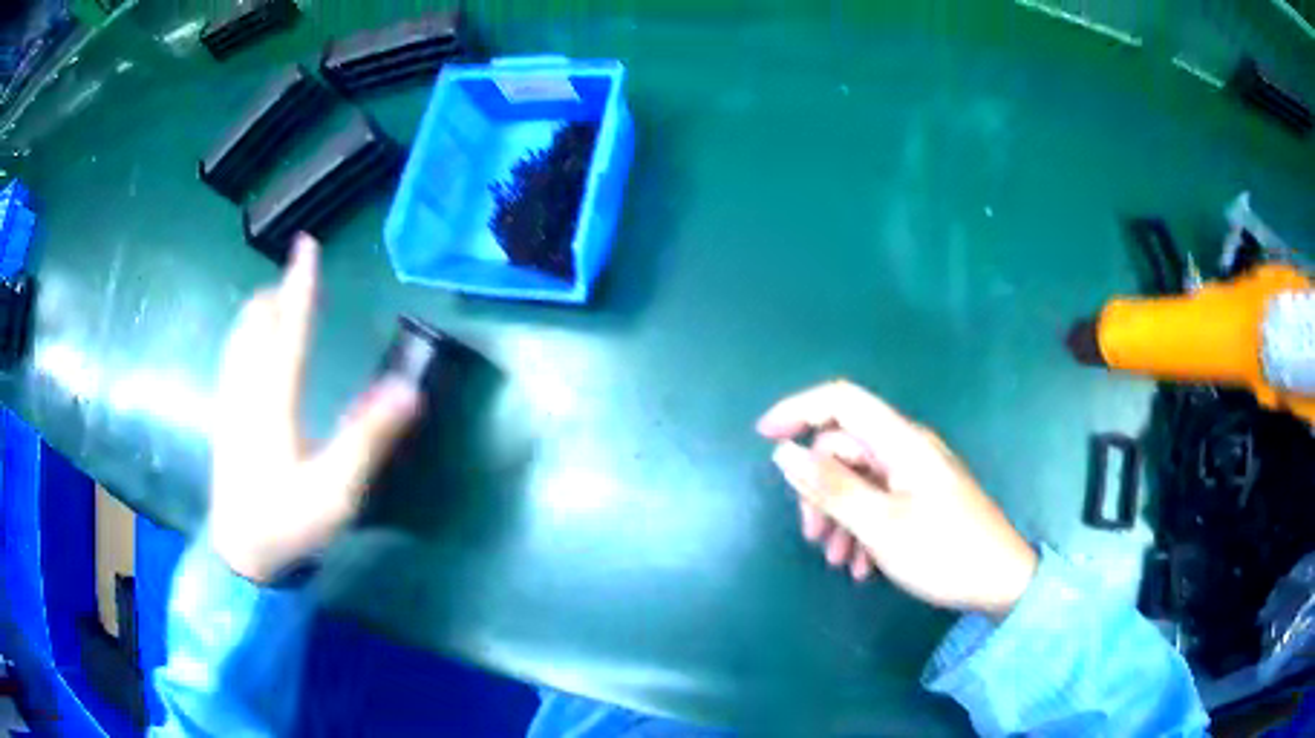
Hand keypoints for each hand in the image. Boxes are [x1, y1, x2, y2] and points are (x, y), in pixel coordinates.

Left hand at [209, 235, 420, 582]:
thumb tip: (409, 390)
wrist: (241, 556)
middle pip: (256, 326)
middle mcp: (247, 392)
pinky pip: (233, 358)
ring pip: (240, 340)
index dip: (300, 285)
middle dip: (277, 293)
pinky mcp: (225, 419)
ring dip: (260, 311)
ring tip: (276, 296)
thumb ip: (369, 438)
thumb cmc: (288, 524)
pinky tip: (252, 343)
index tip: (306, 244)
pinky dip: (246, 335)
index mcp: (274, 403)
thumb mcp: (336, 491)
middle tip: (298, 273)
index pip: (289, 330)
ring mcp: (231, 404)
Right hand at [757, 381, 1036, 618]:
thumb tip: (783, 453)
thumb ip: (831, 487)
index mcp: (900, 442)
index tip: (762, 437)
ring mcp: (915, 475)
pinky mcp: (921, 499)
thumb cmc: (943, 551)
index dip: (798, 409)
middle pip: (844, 450)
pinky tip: (862, 567)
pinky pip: (877, 501)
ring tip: (838, 562)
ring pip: (858, 481)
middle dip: (819, 490)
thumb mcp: (880, 525)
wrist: (1000, 582)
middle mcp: (907, 449)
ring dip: (839, 517)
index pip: (841, 401)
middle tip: (812, 538)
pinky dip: (861, 529)